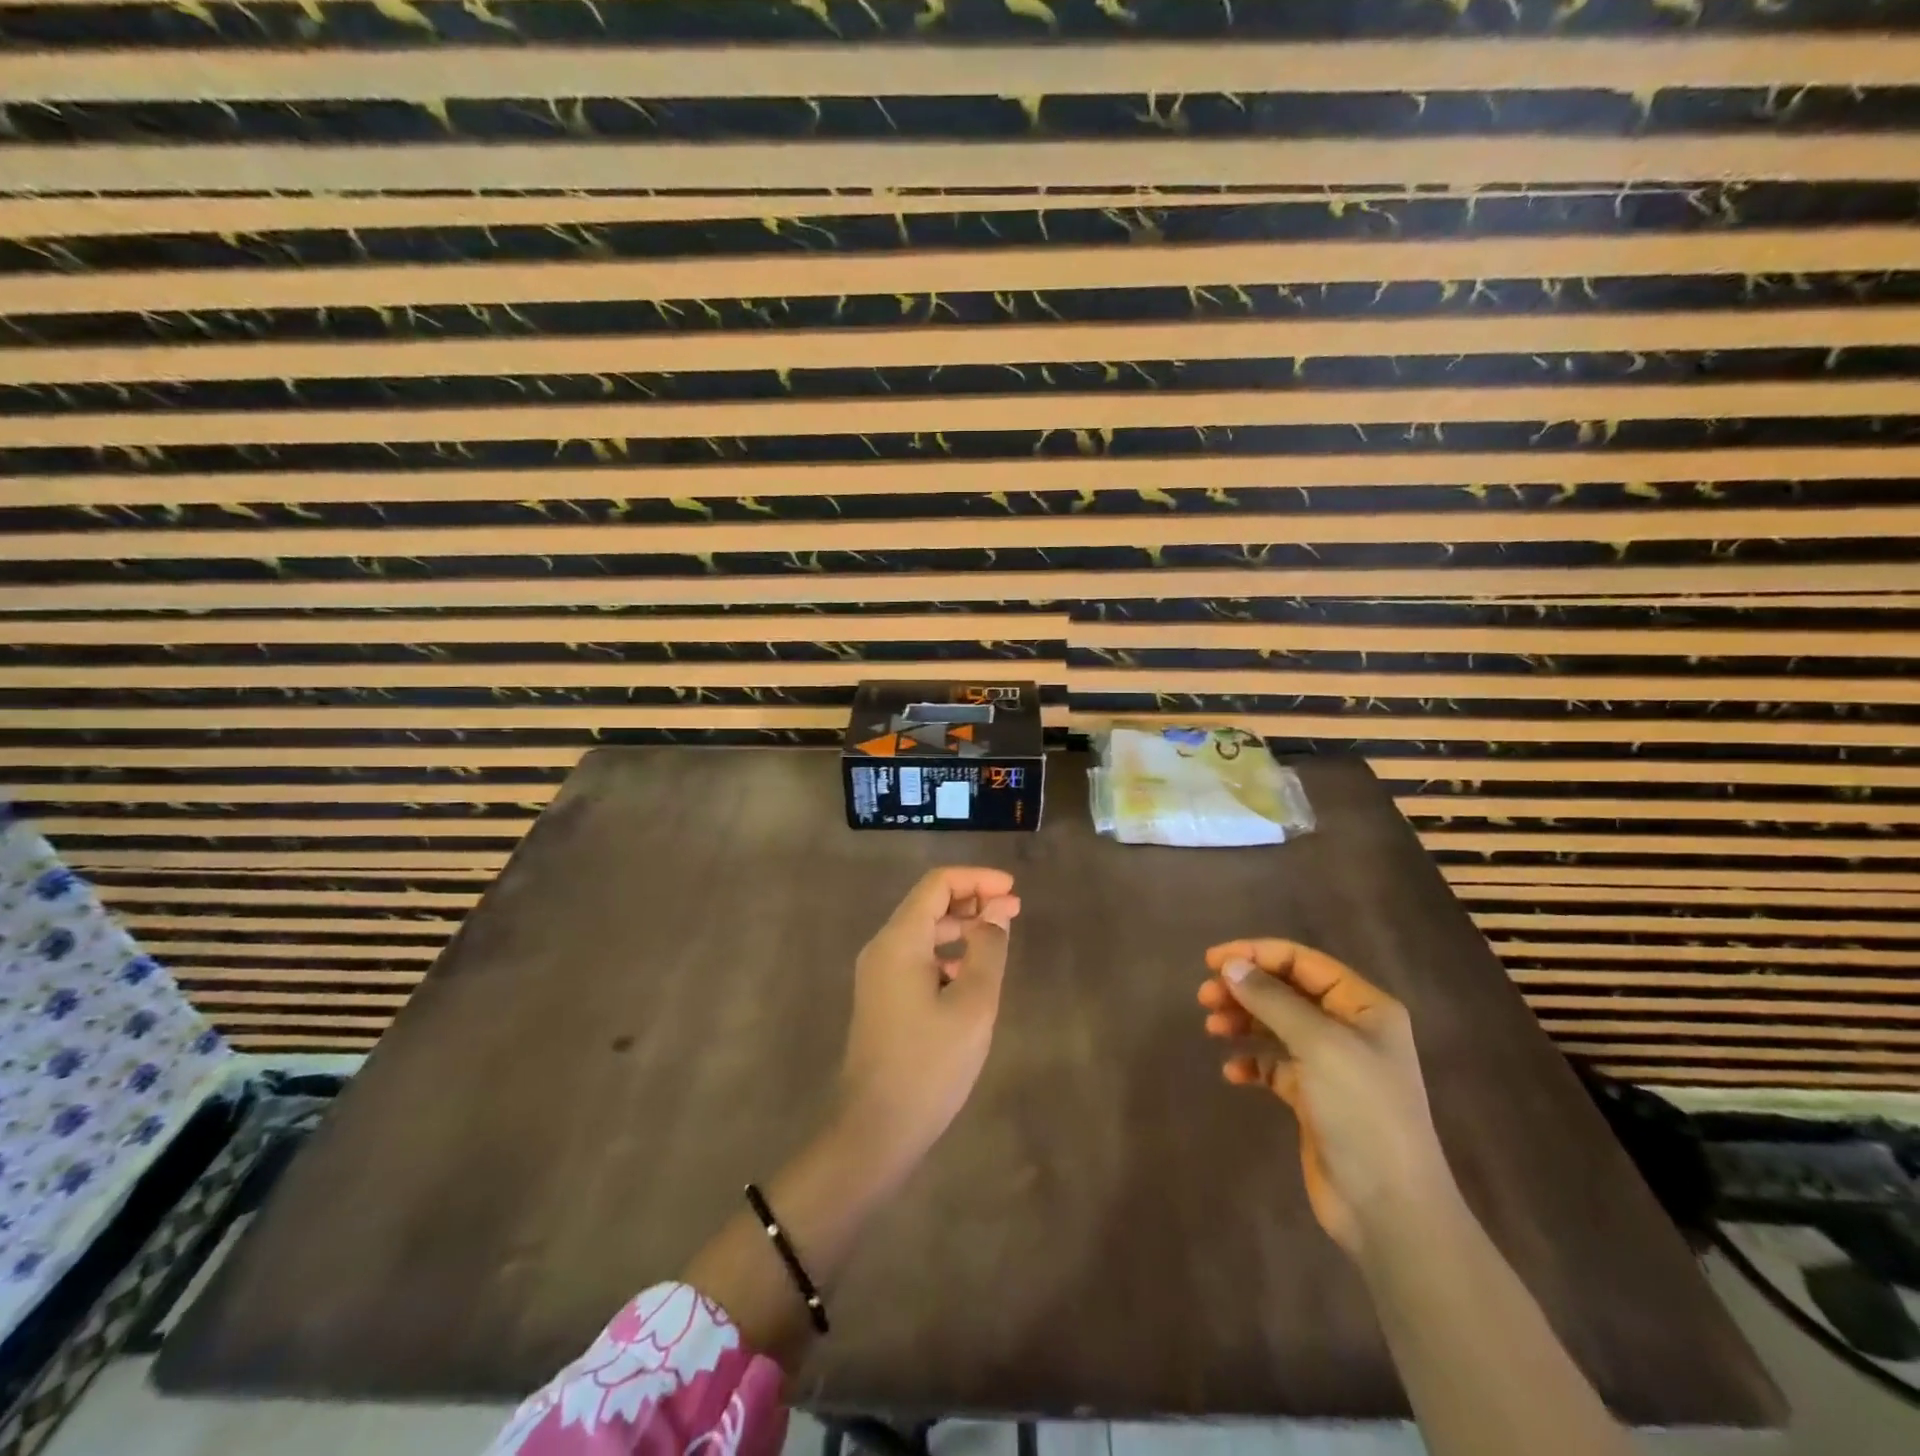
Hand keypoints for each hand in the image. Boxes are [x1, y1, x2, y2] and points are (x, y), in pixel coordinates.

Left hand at [838, 866, 1019, 1168]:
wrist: (875, 1130)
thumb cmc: (929, 1064)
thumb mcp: (972, 1004)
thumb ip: (988, 949)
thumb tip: (996, 911)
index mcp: (899, 940)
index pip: (937, 884)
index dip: (977, 879)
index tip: (1013, 890)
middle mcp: (883, 948)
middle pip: (928, 904)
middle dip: (972, 900)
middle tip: (1014, 911)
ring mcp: (879, 975)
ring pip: (923, 933)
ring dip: (961, 927)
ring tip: (999, 939)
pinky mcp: (883, 999)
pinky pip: (917, 959)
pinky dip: (947, 954)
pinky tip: (971, 976)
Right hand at [1197, 939, 1452, 1255]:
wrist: (1388, 1208)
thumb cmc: (1361, 1111)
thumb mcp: (1318, 1044)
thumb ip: (1272, 999)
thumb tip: (1230, 966)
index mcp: (1364, 1006)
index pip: (1302, 962)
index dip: (1256, 954)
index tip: (1212, 961)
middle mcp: (1350, 1029)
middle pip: (1286, 991)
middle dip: (1245, 989)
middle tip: (1204, 997)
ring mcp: (1332, 1066)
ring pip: (1276, 1026)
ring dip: (1243, 1021)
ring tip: (1211, 1028)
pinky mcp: (1314, 1099)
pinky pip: (1275, 1066)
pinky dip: (1252, 1063)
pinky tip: (1233, 1073)